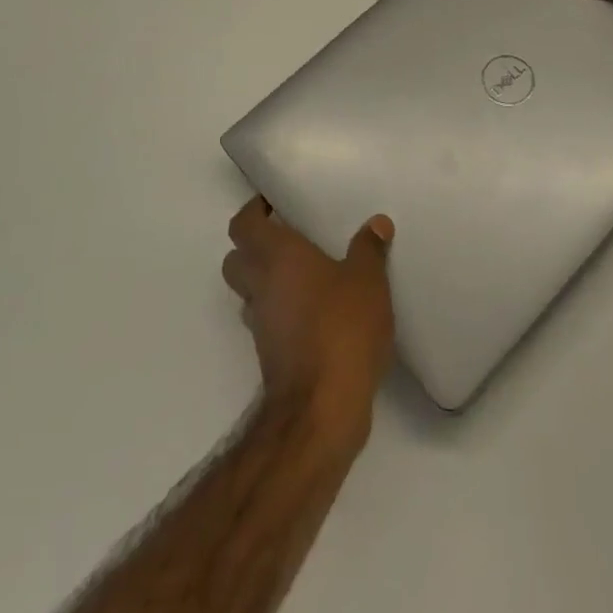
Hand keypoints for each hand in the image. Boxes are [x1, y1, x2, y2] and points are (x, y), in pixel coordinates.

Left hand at [222, 197, 395, 447]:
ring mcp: (261, 324)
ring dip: (266, 280)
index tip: (274, 203)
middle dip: (254, 245)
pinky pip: (267, 319)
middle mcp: (260, 286)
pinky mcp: (270, 355)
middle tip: (289, 236)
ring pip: (249, 292)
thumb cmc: (342, 328)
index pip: (243, 224)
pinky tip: (315, 311)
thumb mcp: (368, 280)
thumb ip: (369, 249)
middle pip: (236, 258)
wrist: (321, 409)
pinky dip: (281, 310)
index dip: (253, 211)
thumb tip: (376, 223)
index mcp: (276, 256)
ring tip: (306, 273)